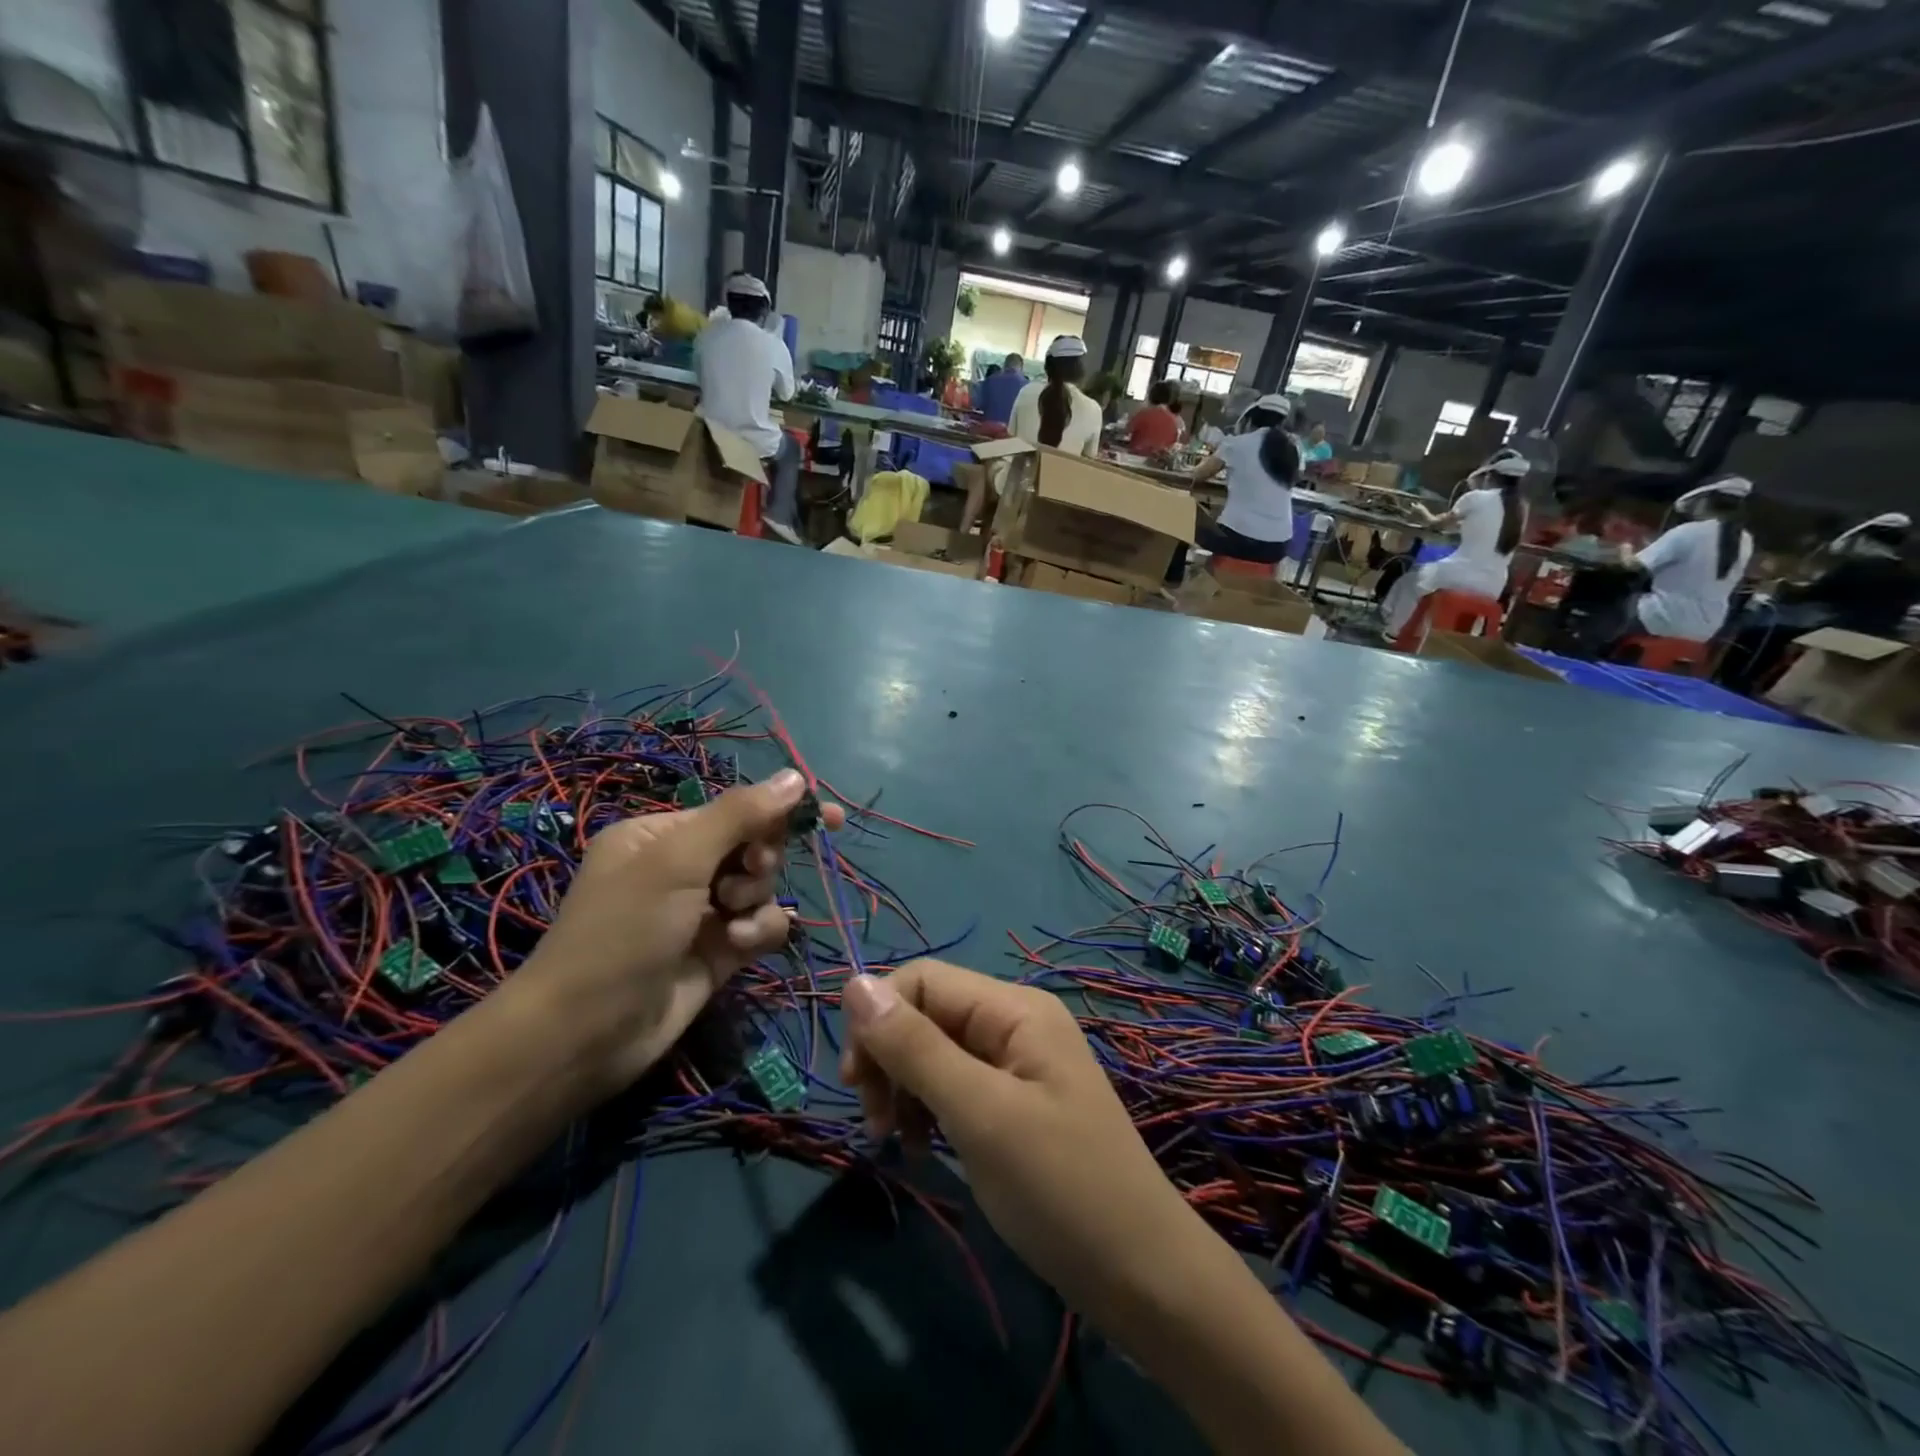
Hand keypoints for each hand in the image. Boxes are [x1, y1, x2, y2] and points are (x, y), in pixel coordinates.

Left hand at [515, 770, 842, 1091]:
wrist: (586, 1034)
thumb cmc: (624, 931)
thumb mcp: (678, 861)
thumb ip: (740, 815)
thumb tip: (796, 776)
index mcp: (660, 835)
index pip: (735, 810)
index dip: (780, 811)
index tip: (830, 818)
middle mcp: (681, 869)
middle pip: (753, 847)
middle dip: (759, 863)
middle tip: (747, 876)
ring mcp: (700, 912)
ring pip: (761, 889)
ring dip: (756, 901)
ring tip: (730, 921)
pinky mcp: (718, 952)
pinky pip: (759, 926)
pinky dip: (757, 933)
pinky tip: (736, 948)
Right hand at [839, 961, 1194, 1325]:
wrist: (1143, 1277)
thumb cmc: (1061, 1187)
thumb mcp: (980, 1114)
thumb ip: (915, 1047)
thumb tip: (853, 982)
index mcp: (1014, 1009)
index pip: (923, 980)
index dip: (879, 1018)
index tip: (855, 1083)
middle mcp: (1015, 1023)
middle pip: (927, 1014)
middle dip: (890, 1059)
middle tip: (874, 1122)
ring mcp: (1017, 1065)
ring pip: (935, 1052)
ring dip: (904, 1089)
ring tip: (897, 1143)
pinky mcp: (1015, 1104)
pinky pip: (955, 1087)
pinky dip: (929, 1112)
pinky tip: (926, 1150)